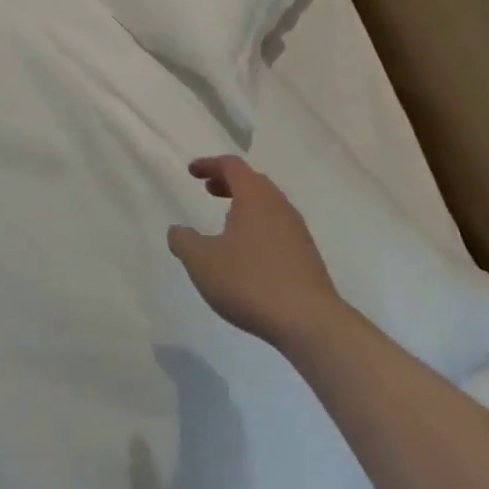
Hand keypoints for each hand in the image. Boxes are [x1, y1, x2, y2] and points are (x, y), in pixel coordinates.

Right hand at [168, 155, 342, 347]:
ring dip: (245, 205)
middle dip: (228, 182)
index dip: (209, 164)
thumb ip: (183, 240)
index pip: (231, 166)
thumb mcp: (201, 261)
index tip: (192, 172)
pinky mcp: (308, 257)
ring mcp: (297, 232)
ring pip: (268, 205)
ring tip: (227, 221)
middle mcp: (279, 206)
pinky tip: (249, 253)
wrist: (310, 323)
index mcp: (254, 196)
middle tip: (209, 190)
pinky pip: (279, 228)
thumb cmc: (250, 281)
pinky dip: (259, 227)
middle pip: (253, 181)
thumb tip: (178, 231)